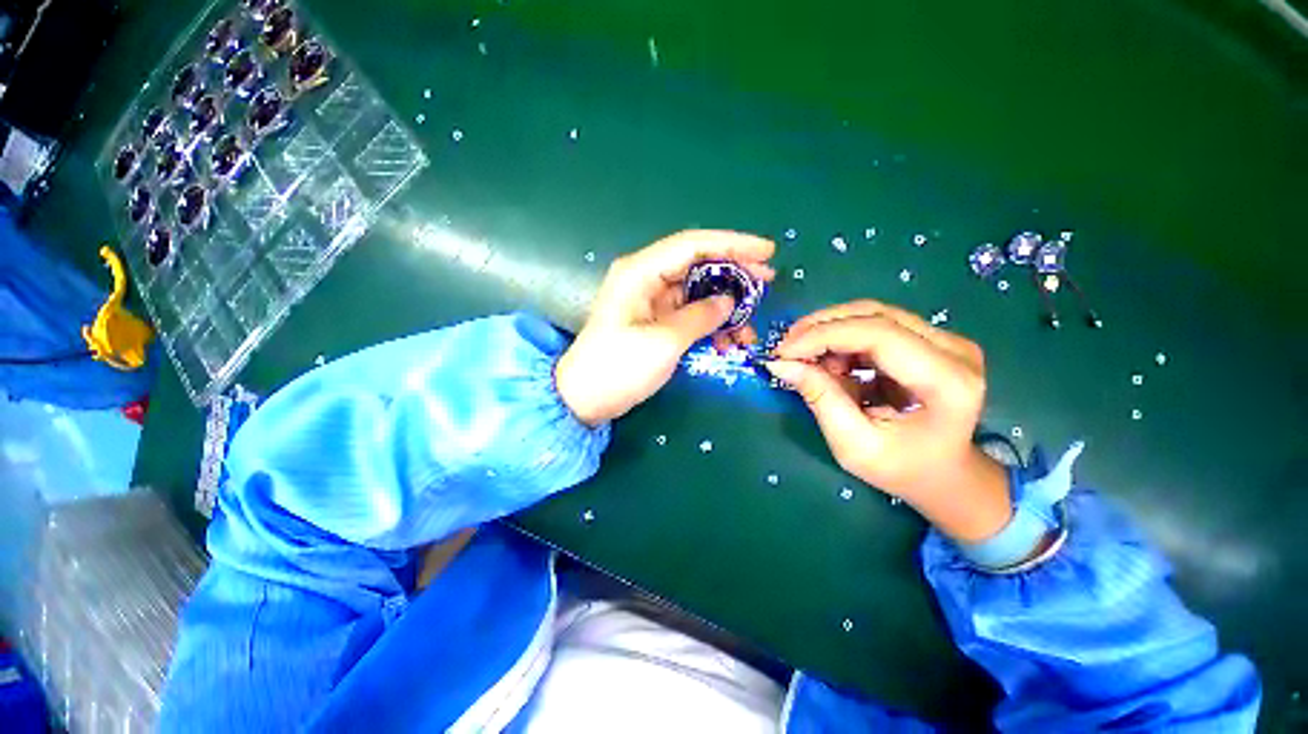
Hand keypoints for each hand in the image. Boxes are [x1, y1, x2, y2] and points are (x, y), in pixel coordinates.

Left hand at [555, 230, 775, 425]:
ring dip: (725, 308)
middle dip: (735, 274)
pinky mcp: (656, 321)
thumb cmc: (618, 367)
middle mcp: (647, 278)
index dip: (732, 244)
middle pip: (699, 265)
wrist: (585, 398)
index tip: (767, 252)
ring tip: (747, 330)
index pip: (693, 245)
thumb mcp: (664, 341)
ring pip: (698, 292)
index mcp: (641, 272)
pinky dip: (711, 324)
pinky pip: (691, 313)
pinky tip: (727, 342)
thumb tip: (728, 301)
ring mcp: (652, 300)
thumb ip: (701, 316)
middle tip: (767, 283)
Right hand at [765, 301, 1011, 542]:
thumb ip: (820, 399)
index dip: (824, 335)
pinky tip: (827, 359)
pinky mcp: (929, 339)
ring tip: (804, 357)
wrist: (942, 473)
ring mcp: (944, 340)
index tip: (783, 352)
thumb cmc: (900, 468)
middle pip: (875, 315)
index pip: (879, 334)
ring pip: (872, 314)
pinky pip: (875, 324)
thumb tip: (782, 364)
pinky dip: (841, 337)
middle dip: (821, 327)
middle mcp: (954, 349)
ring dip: (829, 330)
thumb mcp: (853, 445)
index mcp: (947, 381)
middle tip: (785, 348)